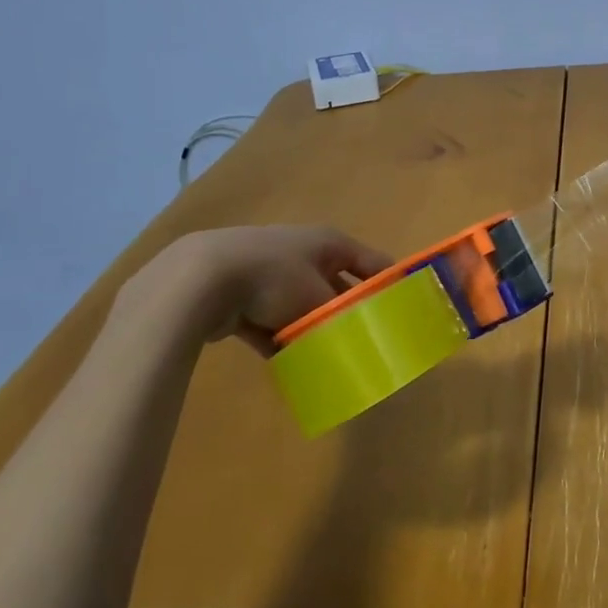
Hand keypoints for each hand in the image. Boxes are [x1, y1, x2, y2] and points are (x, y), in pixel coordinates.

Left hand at [115, 225, 390, 354]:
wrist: (203, 279)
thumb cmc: (274, 278)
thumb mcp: (318, 298)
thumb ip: (339, 315)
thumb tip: (356, 334)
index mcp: (327, 243)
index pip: (370, 260)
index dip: (389, 282)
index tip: (404, 309)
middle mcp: (302, 251)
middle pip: (335, 284)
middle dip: (347, 312)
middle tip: (365, 341)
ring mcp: (269, 271)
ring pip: (301, 305)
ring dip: (311, 329)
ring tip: (328, 357)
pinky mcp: (241, 295)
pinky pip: (270, 322)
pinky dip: (279, 340)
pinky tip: (290, 365)